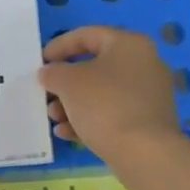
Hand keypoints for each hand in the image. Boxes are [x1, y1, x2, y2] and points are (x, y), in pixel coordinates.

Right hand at [39, 26, 181, 158]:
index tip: (40, 62)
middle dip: (65, 82)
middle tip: (46, 93)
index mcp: (129, 44)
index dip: (59, 46)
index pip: (87, 35)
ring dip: (73, 104)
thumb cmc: (105, 105)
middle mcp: (144, 64)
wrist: (145, 154)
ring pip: (102, 93)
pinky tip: (68, 134)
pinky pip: (113, 113)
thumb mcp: (68, 82)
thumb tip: (51, 73)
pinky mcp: (149, 122)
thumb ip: (53, 72)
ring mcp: (149, 95)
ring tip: (54, 118)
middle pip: (94, 66)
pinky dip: (90, 119)